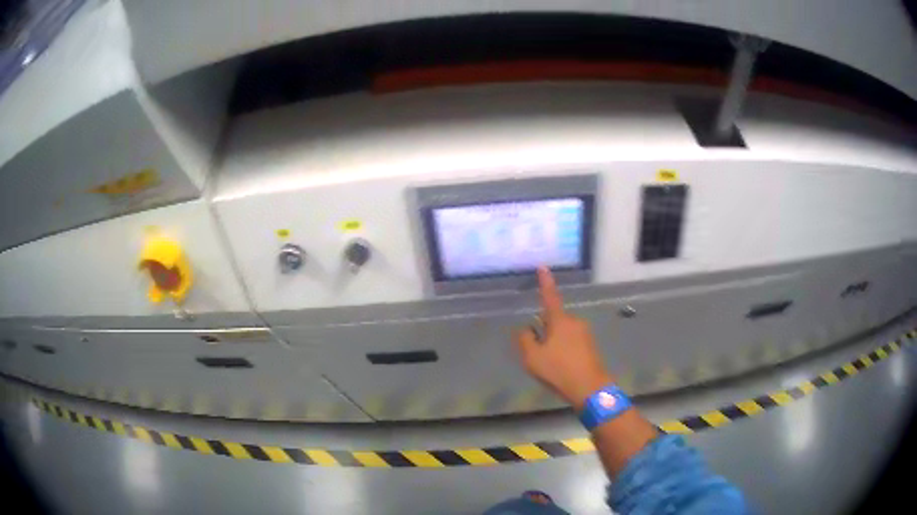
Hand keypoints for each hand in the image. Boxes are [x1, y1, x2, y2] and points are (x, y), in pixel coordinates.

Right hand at [515, 267, 615, 408]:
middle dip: (544, 331)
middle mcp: (574, 322)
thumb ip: (525, 340)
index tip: (543, 267)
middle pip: (553, 320)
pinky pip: (570, 342)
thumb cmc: (559, 370)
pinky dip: (563, 350)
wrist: (589, 388)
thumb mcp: (532, 357)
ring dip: (553, 342)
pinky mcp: (590, 345)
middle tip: (538, 353)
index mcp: (560, 320)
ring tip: (550, 365)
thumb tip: (526, 329)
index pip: (550, 297)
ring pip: (561, 332)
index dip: (545, 282)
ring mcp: (584, 333)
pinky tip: (560, 367)